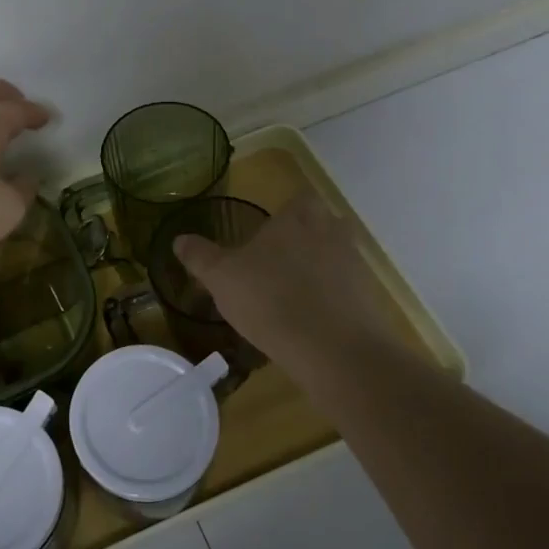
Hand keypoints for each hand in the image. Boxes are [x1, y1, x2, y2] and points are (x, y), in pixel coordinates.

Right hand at [174, 192, 403, 376]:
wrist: (334, 350)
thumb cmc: (271, 299)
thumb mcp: (221, 278)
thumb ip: (200, 256)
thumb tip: (179, 239)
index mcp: (298, 217)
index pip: (299, 198)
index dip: (286, 213)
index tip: (268, 232)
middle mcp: (332, 232)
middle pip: (322, 224)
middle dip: (304, 238)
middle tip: (277, 262)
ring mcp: (355, 266)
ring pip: (335, 257)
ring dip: (318, 270)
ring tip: (290, 296)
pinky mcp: (368, 300)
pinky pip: (345, 291)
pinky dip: (331, 300)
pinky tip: (309, 322)